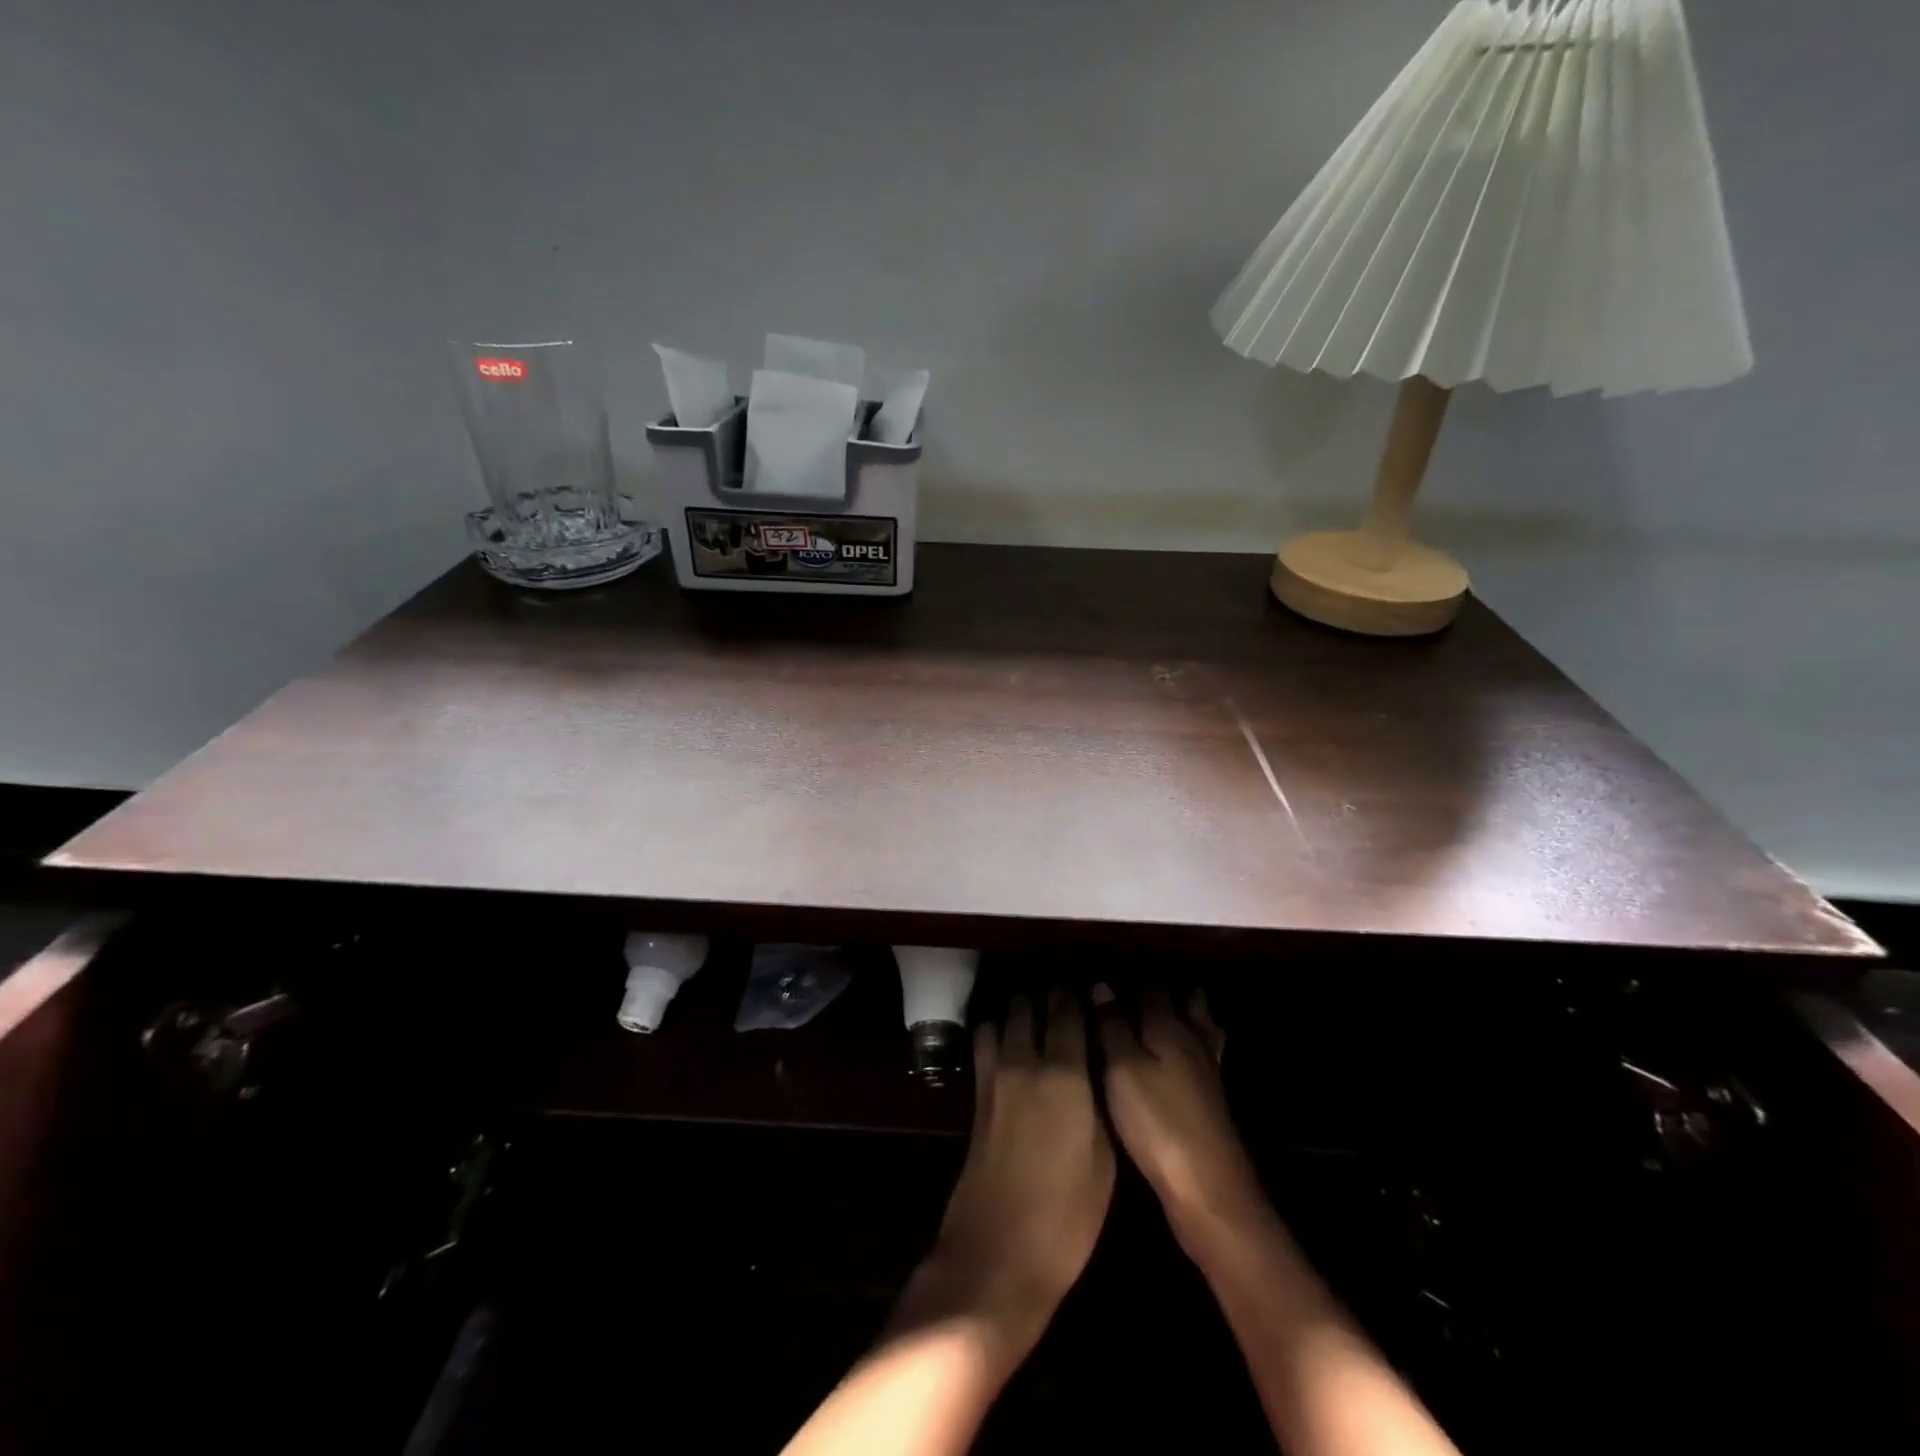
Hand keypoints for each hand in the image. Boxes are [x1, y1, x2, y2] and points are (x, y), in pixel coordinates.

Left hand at [900, 991, 1114, 1366]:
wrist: (996, 1256)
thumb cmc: (1066, 1217)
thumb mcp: (1105, 1160)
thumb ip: (1101, 1101)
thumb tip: (1100, 1066)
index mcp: (1064, 1073)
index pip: (1068, 1009)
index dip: (1079, 994)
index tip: (1093, 989)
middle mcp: (1023, 1061)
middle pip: (1029, 1004)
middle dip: (1047, 996)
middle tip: (1067, 1002)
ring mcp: (993, 1076)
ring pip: (1001, 1017)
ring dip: (1018, 1010)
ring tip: (1038, 1019)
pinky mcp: (975, 1096)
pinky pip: (985, 1042)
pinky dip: (997, 1032)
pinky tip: (1010, 1047)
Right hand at [1095, 985, 1263, 1244]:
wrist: (1209, 1190)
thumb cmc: (1157, 1123)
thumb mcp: (1121, 1070)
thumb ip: (1111, 1026)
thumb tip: (1101, 985)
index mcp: (1168, 1026)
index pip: (1148, 986)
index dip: (1126, 977)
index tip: (1102, 971)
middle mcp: (1192, 1040)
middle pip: (1183, 1000)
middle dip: (1161, 987)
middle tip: (1131, 982)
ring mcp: (1207, 1070)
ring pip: (1199, 1025)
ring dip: (1185, 1009)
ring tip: (1164, 1004)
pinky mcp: (1210, 1099)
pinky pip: (1202, 1052)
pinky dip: (1194, 1041)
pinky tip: (1184, 1053)